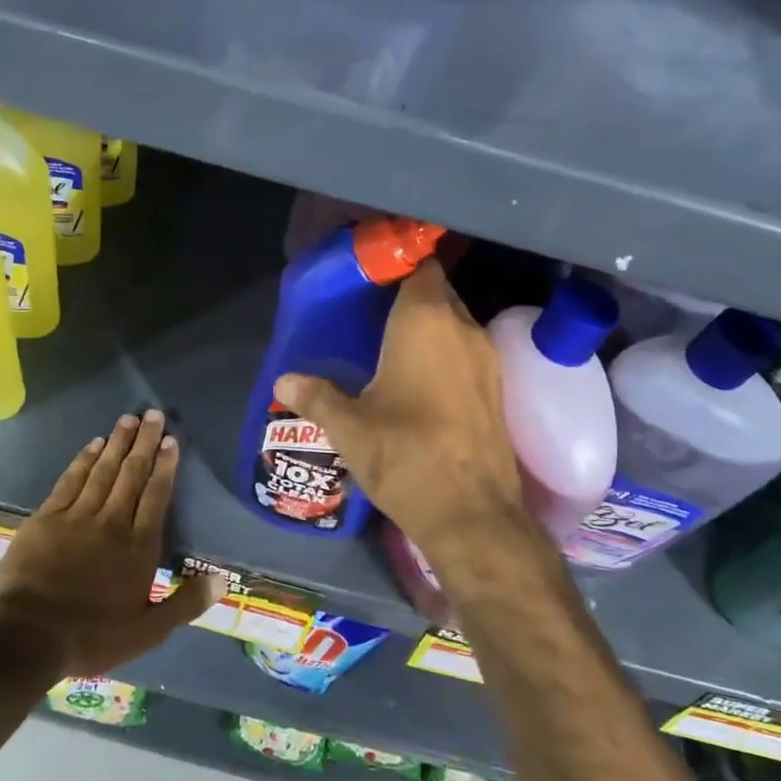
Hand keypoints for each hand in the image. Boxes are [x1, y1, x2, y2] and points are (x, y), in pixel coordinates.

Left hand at [0, 410, 226, 678]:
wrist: (27, 636)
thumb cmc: (92, 636)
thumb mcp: (149, 631)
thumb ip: (187, 603)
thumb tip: (224, 580)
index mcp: (139, 546)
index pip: (156, 496)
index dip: (165, 466)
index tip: (171, 441)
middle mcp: (112, 522)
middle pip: (132, 474)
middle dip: (144, 442)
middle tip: (152, 413)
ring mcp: (77, 516)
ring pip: (103, 471)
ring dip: (117, 443)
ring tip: (128, 419)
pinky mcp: (47, 518)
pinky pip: (70, 480)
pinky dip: (83, 460)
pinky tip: (93, 444)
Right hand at [274, 260, 528, 558]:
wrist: (472, 513)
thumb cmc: (404, 455)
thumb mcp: (348, 427)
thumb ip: (315, 396)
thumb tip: (282, 382)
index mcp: (424, 321)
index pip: (420, 267)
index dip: (398, 266)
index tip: (371, 279)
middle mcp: (462, 328)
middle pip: (439, 292)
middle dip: (410, 297)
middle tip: (373, 314)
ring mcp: (487, 358)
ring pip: (456, 324)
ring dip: (430, 328)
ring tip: (392, 346)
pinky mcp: (498, 388)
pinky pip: (468, 352)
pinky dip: (447, 354)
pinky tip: (421, 381)